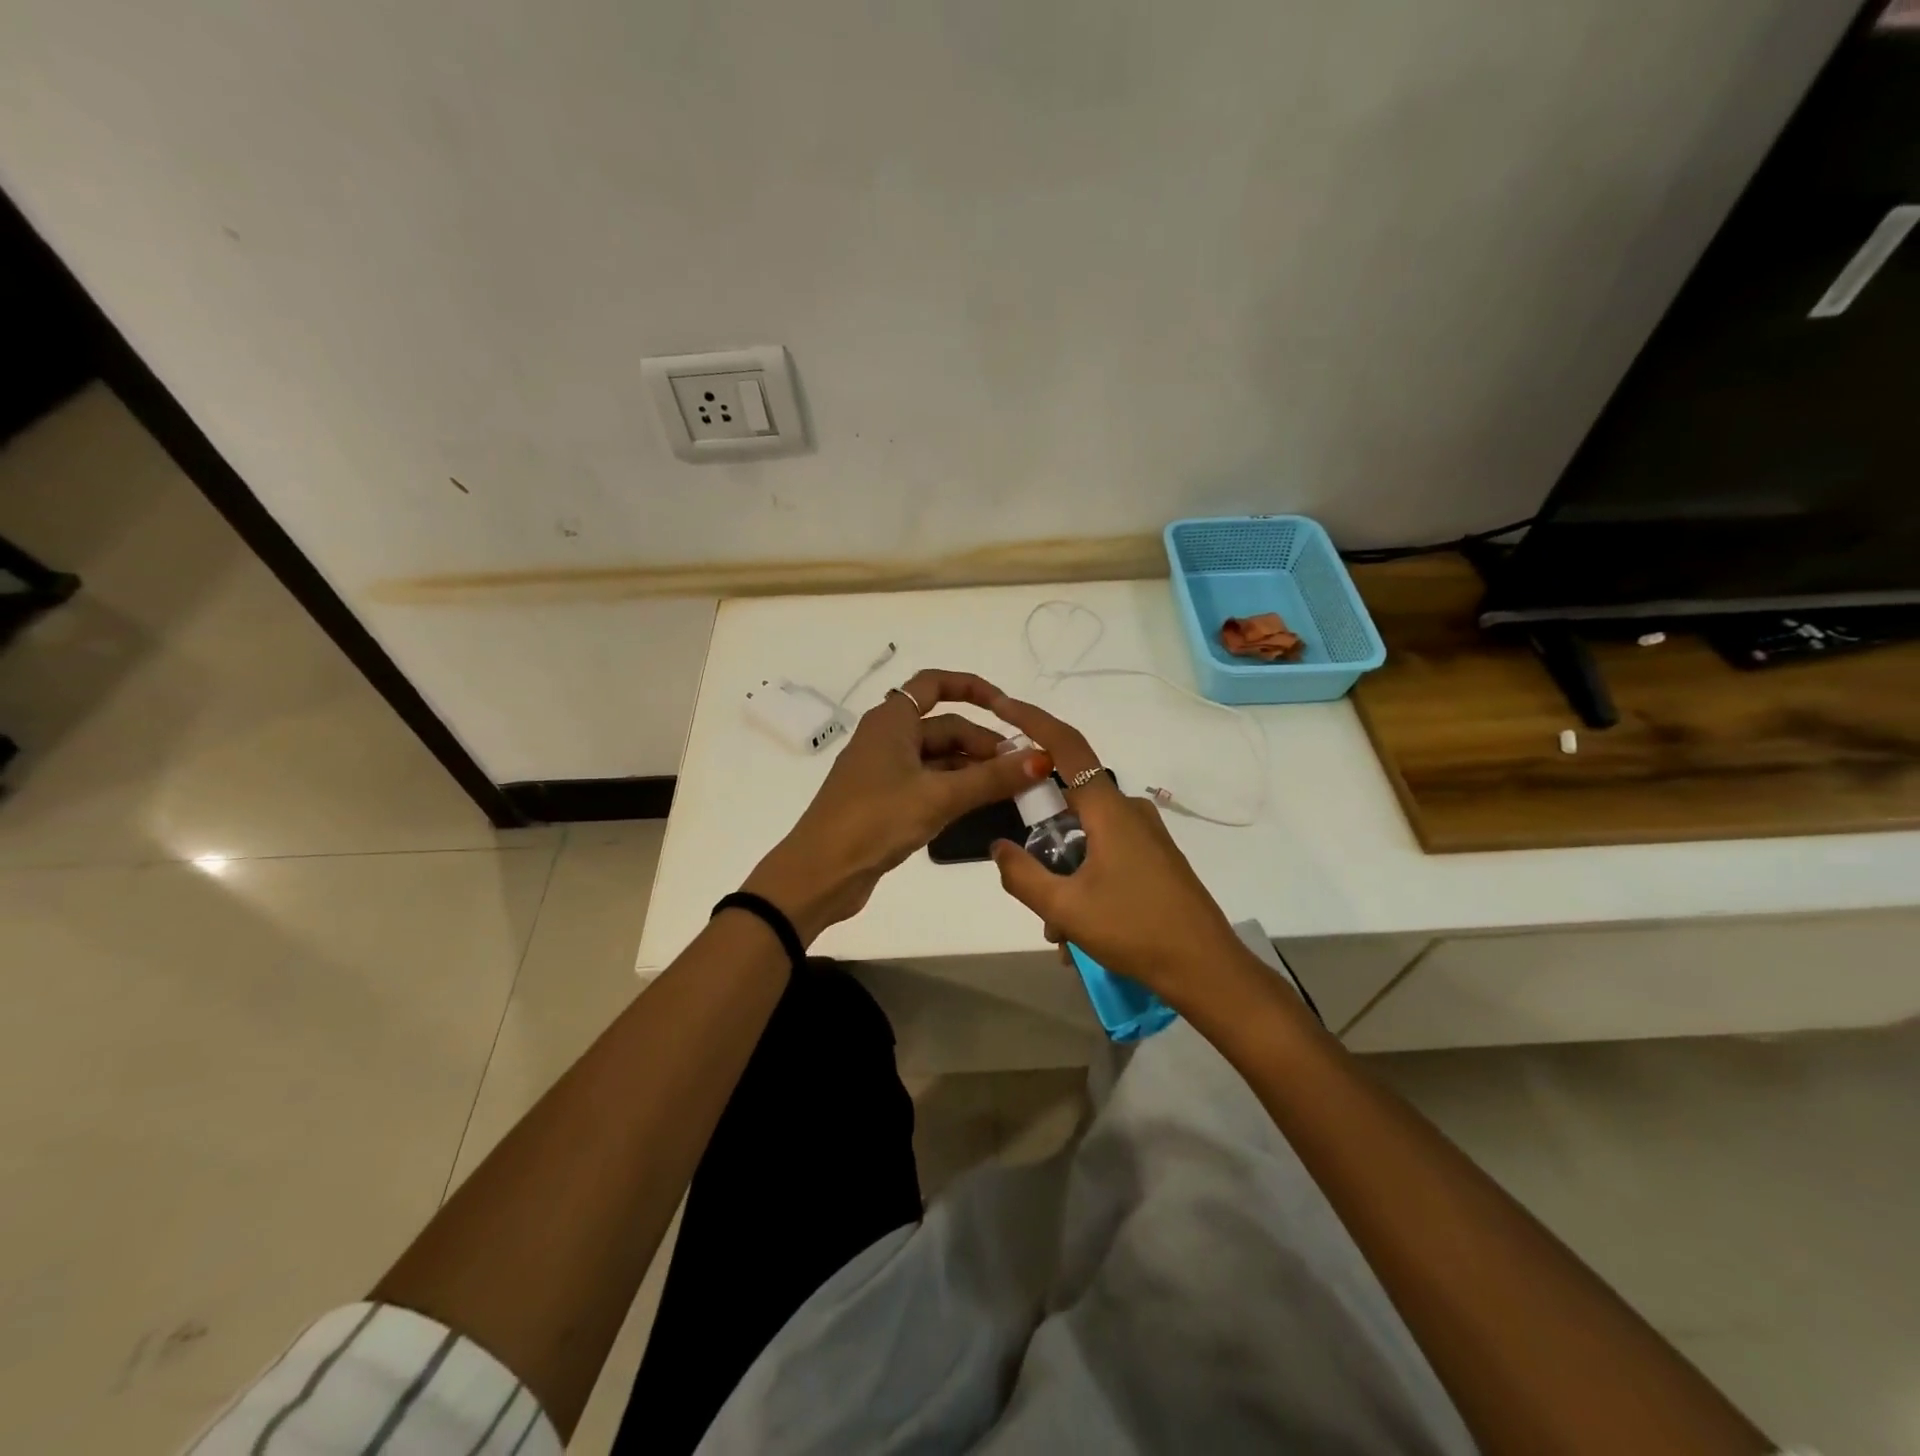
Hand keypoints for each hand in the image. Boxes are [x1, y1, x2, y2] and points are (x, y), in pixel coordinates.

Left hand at [743, 670, 1051, 942]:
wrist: (820, 873)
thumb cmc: (876, 820)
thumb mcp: (939, 796)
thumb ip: (992, 778)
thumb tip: (1041, 758)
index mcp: (892, 721)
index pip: (935, 684)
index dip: (973, 688)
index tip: (1008, 708)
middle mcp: (887, 737)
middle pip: (944, 727)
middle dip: (983, 744)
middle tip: (1022, 770)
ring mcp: (885, 770)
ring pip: (939, 758)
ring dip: (973, 769)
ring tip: (1011, 790)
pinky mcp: (885, 800)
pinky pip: (929, 782)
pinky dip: (956, 789)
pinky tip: (981, 806)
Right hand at [987, 696, 1251, 1007]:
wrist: (1207, 969)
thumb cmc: (1135, 930)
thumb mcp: (1065, 909)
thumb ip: (1023, 875)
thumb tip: (999, 847)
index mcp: (1109, 809)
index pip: (1067, 746)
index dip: (1033, 720)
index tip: (1002, 705)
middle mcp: (1129, 811)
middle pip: (1069, 802)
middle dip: (1042, 841)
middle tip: (1029, 886)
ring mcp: (1146, 834)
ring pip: (1085, 838)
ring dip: (1063, 876)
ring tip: (1059, 933)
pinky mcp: (1155, 857)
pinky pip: (1105, 854)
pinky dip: (1084, 882)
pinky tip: (1079, 933)